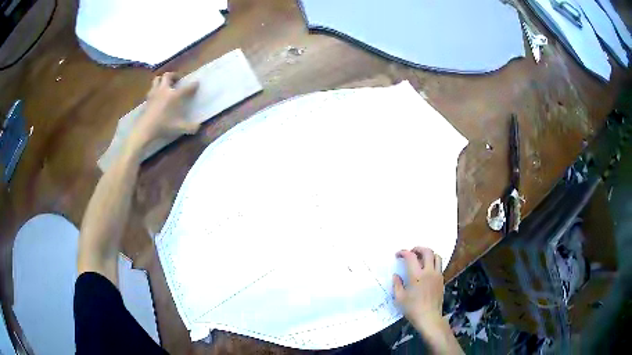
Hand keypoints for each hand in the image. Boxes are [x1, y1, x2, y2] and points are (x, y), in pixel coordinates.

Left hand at [128, 72, 199, 150]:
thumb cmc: (163, 126)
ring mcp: (154, 93)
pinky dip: (155, 89)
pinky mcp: (147, 99)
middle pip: (168, 76)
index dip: (193, 85)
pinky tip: (157, 95)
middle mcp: (165, 90)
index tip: (197, 83)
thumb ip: (191, 127)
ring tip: (166, 85)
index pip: (187, 87)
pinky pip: (151, 89)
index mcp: (175, 95)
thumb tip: (199, 126)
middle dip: (174, 76)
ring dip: (162, 80)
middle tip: (177, 81)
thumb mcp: (180, 128)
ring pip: (157, 79)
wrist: (145, 129)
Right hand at [394, 247, 463, 353]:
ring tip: (421, 259)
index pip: (411, 257)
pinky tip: (427, 270)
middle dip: (418, 248)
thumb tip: (396, 275)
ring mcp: (437, 275)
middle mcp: (429, 272)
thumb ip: (397, 284)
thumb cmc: (412, 309)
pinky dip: (433, 263)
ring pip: (436, 256)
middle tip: (411, 252)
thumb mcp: (399, 298)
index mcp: (417, 276)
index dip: (403, 252)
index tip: (398, 255)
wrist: (429, 317)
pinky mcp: (441, 280)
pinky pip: (439, 265)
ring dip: (428, 254)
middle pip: (427, 251)